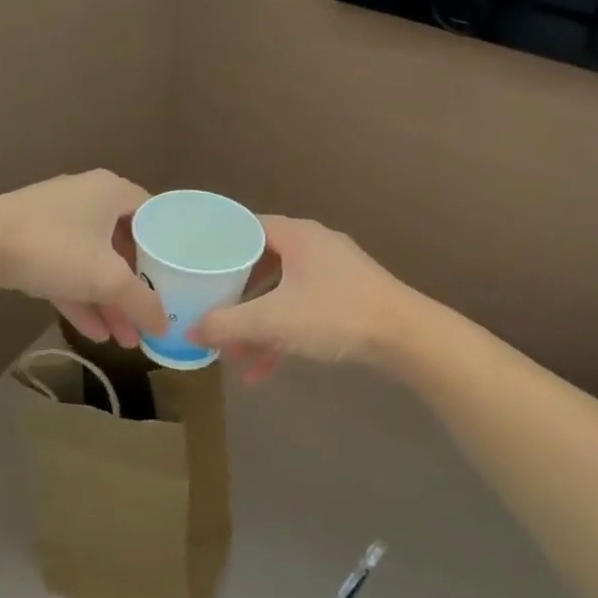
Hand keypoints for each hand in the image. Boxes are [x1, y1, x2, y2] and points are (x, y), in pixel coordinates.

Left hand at [0, 171, 166, 347]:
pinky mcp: (30, 241)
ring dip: (108, 301)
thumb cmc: (55, 249)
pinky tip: (95, 334)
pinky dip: (80, 298)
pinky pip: (66, 270)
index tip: (180, 279)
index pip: (154, 215)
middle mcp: (87, 198)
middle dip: (135, 287)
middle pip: (123, 244)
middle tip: (149, 318)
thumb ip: (143, 302)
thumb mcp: (108, 279)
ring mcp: (55, 219)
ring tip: (125, 340)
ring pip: (93, 262)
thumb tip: (166, 325)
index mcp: (112, 191)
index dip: (169, 249)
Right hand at [190, 215, 408, 379]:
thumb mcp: (274, 320)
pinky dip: (282, 333)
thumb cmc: (336, 314)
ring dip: (257, 324)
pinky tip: (265, 369)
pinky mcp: (347, 296)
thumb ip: (228, 325)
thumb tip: (190, 332)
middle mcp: (313, 245)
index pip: (244, 227)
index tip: (194, 266)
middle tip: (211, 315)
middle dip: (235, 297)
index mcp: (296, 235)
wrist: (406, 336)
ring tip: (236, 356)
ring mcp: (333, 271)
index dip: (217, 246)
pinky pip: (302, 308)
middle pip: (260, 264)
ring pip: (281, 292)